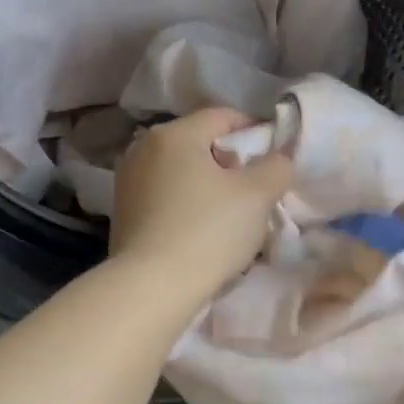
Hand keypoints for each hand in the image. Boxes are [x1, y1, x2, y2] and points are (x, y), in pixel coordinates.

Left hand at [110, 108, 292, 300]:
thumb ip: (277, 167)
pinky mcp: (124, 213)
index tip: (275, 160)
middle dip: (232, 163)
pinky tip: (202, 232)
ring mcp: (129, 182)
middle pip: (201, 144)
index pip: (224, 116)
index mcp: (174, 134)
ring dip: (210, 187)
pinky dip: (188, 206)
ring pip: (183, 173)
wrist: (152, 287)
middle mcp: (144, 149)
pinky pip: (166, 197)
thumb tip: (279, 158)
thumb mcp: (258, 195)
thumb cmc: (208, 231)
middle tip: (257, 192)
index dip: (256, 132)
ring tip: (232, 217)